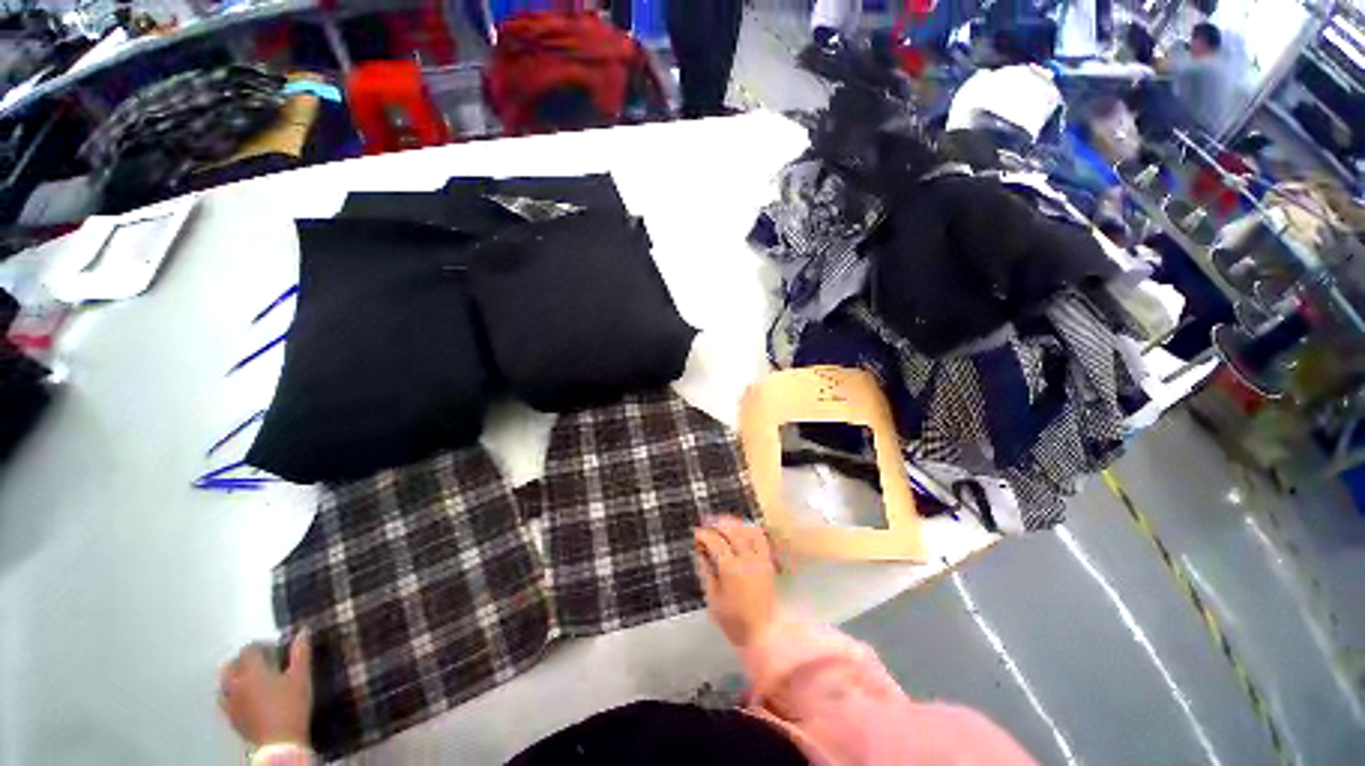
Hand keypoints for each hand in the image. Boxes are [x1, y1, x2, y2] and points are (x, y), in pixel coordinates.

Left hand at [219, 630, 312, 747]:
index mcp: (252, 671)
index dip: (262, 646)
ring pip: (224, 680)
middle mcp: (235, 683)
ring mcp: (229, 701)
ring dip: (235, 674)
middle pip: (232, 663)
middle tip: (264, 663)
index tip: (277, 650)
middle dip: (245, 659)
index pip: (249, 649)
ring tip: (252, 678)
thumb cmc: (292, 706)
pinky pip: (225, 697)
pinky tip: (245, 696)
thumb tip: (303, 631)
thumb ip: (300, 653)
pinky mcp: (230, 716)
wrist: (279, 743)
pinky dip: (232, 691)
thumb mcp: (301, 678)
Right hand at [694, 516, 778, 648]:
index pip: (715, 542)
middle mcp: (747, 559)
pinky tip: (742, 530)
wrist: (762, 633)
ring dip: (734, 523)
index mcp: (730, 569)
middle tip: (707, 522)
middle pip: (732, 530)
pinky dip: (750, 529)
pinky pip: (761, 538)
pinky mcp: (768, 562)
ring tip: (723, 522)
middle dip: (718, 523)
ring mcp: (760, 559)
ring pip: (748, 530)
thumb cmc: (733, 620)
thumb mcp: (712, 598)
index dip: (703, 534)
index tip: (696, 533)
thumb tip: (699, 551)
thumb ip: (705, 571)